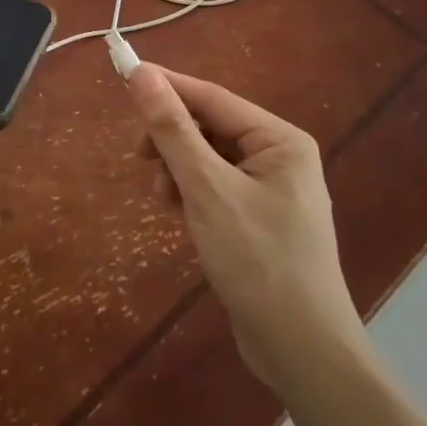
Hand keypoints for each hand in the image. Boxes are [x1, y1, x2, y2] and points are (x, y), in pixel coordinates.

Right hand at [127, 64, 366, 386]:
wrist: (302, 353)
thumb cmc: (257, 261)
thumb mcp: (206, 188)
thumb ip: (173, 129)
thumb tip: (141, 73)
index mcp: (279, 139)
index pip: (212, 97)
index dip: (167, 87)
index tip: (123, 78)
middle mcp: (280, 156)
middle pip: (211, 127)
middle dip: (172, 140)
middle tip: (140, 158)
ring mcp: (272, 190)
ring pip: (209, 158)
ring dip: (179, 170)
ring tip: (164, 200)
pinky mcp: (260, 220)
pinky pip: (217, 187)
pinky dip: (192, 193)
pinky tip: (179, 215)